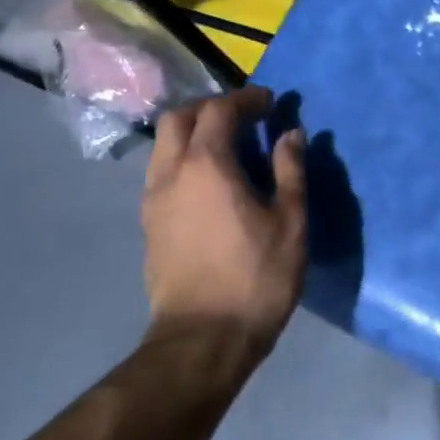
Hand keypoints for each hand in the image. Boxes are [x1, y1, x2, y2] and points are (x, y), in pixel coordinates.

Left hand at [141, 87, 307, 360]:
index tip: (270, 103)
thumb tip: (290, 135)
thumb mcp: (290, 223)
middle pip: (180, 117)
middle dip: (211, 108)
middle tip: (243, 118)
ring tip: (225, 147)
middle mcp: (171, 172)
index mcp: (206, 164)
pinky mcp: (148, 224)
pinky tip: (207, 182)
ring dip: (192, 133)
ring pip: (164, 145)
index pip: (219, 110)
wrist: (202, 340)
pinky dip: (182, 159)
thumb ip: (290, 171)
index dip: (246, 99)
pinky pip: (161, 172)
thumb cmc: (255, 278)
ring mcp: (153, 199)